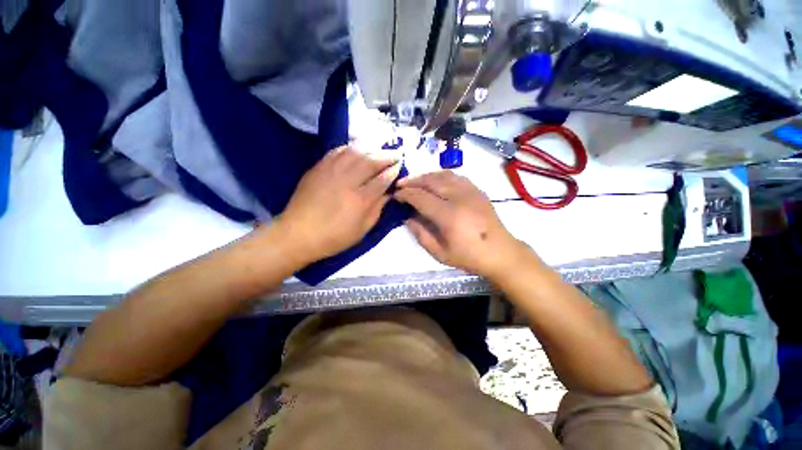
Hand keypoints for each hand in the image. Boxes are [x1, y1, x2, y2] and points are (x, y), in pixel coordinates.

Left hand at [277, 146, 400, 262]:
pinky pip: (336, 151)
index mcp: (360, 200)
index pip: (382, 180)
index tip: (399, 167)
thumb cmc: (334, 237)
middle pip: (370, 162)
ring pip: (354, 152)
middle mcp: (347, 182)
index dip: (392, 172)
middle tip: (395, 154)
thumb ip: (377, 209)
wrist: (298, 234)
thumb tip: (388, 194)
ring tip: (378, 150)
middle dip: (386, 156)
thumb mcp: (362, 230)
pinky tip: (356, 149)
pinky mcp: (318, 168)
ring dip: (370, 149)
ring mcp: (331, 172)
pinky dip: (349, 148)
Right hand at [394, 171, 530, 280]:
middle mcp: (459, 198)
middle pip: (431, 181)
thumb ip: (421, 234)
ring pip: (443, 174)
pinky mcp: (477, 190)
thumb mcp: (440, 253)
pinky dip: (441, 175)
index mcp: (449, 215)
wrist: (500, 252)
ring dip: (426, 176)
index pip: (421, 197)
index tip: (396, 195)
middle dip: (412, 181)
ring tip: (415, 181)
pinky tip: (435, 181)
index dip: (405, 194)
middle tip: (400, 184)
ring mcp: (470, 191)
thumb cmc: (469, 257)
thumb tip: (408, 217)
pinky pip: (456, 176)